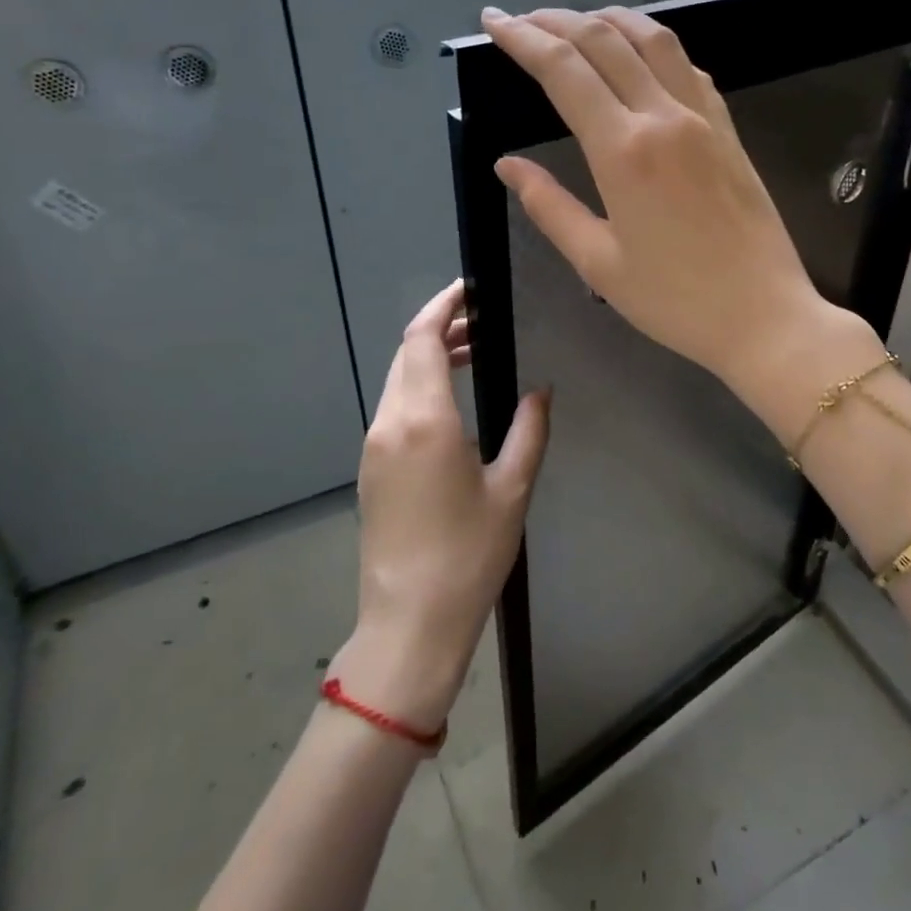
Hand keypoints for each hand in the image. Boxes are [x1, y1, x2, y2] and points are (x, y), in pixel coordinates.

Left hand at [328, 280, 550, 734]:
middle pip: (405, 354)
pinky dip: (420, 387)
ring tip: (474, 355)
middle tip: (484, 322)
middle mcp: (390, 424)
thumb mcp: (513, 489)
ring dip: (429, 358)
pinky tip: (453, 401)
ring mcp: (374, 447)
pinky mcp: (372, 469)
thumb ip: (529, 430)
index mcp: (424, 421)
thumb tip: (539, 390)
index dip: (442, 306)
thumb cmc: (469, 555)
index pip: (421, 339)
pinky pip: (394, 408)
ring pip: (397, 380)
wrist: (410, 621)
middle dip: (439, 328)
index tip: (470, 289)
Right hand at [481, 5, 870, 404]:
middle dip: (557, 20)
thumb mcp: (599, 264)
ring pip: (655, 40)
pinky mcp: (730, 131)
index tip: (495, 22)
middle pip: (605, 41)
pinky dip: (657, 48)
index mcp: (624, 151)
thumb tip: (506, 166)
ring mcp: (704, 119)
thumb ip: (550, 207)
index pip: (564, 71)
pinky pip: (689, 69)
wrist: (765, 316)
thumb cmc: (676, 301)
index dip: (523, 39)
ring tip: (580, 22)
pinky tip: (644, 57)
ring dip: (611, 20)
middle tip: (524, 20)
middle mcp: (664, 118)